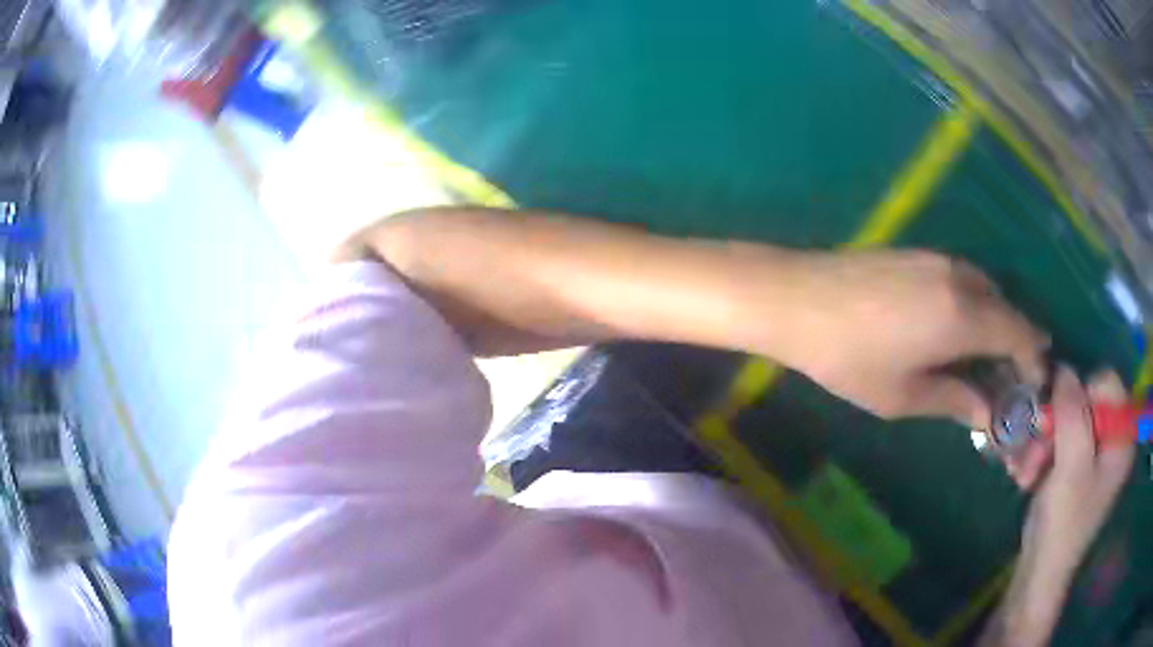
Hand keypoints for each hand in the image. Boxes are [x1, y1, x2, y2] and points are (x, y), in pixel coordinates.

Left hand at [769, 250, 1049, 426]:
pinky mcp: (919, 253)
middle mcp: (960, 279)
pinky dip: (975, 305)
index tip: (1036, 382)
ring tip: (989, 359)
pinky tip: (960, 330)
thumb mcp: (904, 395)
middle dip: (1018, 343)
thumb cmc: (850, 358)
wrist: (798, 299)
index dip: (1033, 358)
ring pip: (987, 291)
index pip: (1019, 334)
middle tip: (1013, 378)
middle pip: (1006, 309)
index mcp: (964, 316)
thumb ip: (954, 401)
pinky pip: (964, 279)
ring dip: (997, 322)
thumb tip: (987, 414)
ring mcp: (938, 259)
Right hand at [1019, 368, 1133, 572]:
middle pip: (1084, 402)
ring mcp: (1094, 455)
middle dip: (1054, 425)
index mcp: (1122, 437)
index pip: (1107, 383)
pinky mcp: (1076, 468)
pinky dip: (1040, 453)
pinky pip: (1060, 441)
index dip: (1080, 395)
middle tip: (1031, 454)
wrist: (1039, 574)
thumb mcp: (1071, 467)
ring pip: (1067, 422)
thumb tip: (1063, 368)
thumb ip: (1073, 413)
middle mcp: (1112, 439)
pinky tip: (1024, 474)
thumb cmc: (1063, 524)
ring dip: (1041, 442)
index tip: (1055, 425)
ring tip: (1022, 472)